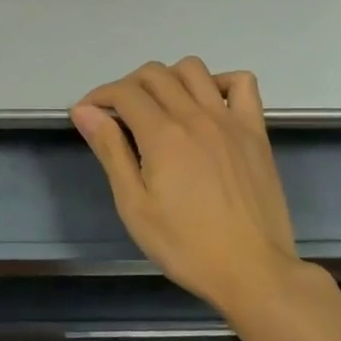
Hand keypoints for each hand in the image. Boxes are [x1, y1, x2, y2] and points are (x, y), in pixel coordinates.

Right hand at [72, 59, 303, 317]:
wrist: (252, 272)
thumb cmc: (186, 246)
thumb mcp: (134, 206)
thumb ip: (110, 151)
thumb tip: (84, 111)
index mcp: (163, 135)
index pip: (124, 92)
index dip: (99, 96)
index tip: (88, 113)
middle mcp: (196, 115)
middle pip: (154, 74)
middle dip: (127, 86)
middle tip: (119, 115)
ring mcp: (230, 120)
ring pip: (193, 69)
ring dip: (168, 78)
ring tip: (160, 106)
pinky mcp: (256, 131)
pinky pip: (242, 83)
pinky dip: (220, 82)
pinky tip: (208, 105)